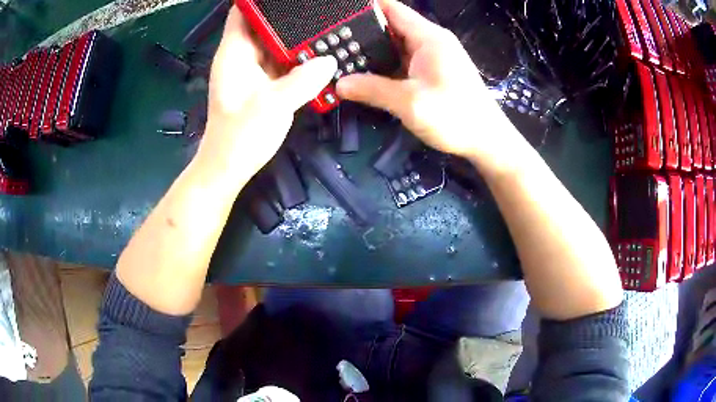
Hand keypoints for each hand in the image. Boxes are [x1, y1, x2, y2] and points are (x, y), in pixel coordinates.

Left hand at [198, 7, 336, 180]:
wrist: (230, 167)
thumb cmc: (241, 135)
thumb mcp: (274, 104)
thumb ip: (304, 80)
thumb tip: (330, 60)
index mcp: (235, 52)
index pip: (243, 11)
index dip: (261, 2)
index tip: (291, 0)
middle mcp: (242, 55)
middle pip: (264, 23)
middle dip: (289, 16)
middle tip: (319, 11)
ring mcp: (253, 68)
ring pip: (275, 41)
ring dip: (296, 36)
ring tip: (325, 26)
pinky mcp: (262, 81)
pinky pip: (282, 60)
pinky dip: (297, 55)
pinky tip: (318, 52)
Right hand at [337, 0, 522, 170]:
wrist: (487, 141)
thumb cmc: (455, 116)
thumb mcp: (410, 103)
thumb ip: (373, 90)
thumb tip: (340, 85)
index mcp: (428, 37)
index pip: (391, 8)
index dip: (364, 8)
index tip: (337, 15)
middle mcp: (430, 41)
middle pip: (391, 26)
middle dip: (361, 31)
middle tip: (330, 41)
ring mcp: (432, 58)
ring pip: (395, 45)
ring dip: (371, 51)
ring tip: (340, 56)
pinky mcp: (432, 73)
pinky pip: (402, 62)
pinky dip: (384, 65)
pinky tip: (365, 74)